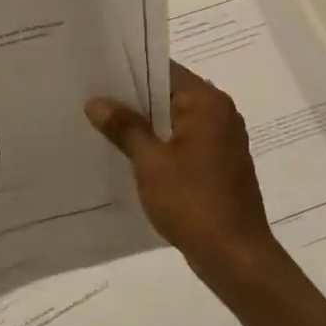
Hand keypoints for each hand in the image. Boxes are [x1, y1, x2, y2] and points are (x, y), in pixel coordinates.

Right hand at [86, 64, 289, 297]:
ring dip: (145, 123)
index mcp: (207, 103)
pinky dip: (160, 143)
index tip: (97, 73)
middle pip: (169, 93)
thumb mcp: (150, 162)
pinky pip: (183, 141)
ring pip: (175, 119)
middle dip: (133, 98)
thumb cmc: (192, 201)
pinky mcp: (219, 164)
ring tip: (103, 124)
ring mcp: (222, 140)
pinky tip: (130, 154)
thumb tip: (96, 101)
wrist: (235, 255)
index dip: (129, 70)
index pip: (164, 70)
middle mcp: (220, 113)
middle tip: (90, 98)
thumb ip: (124, 127)